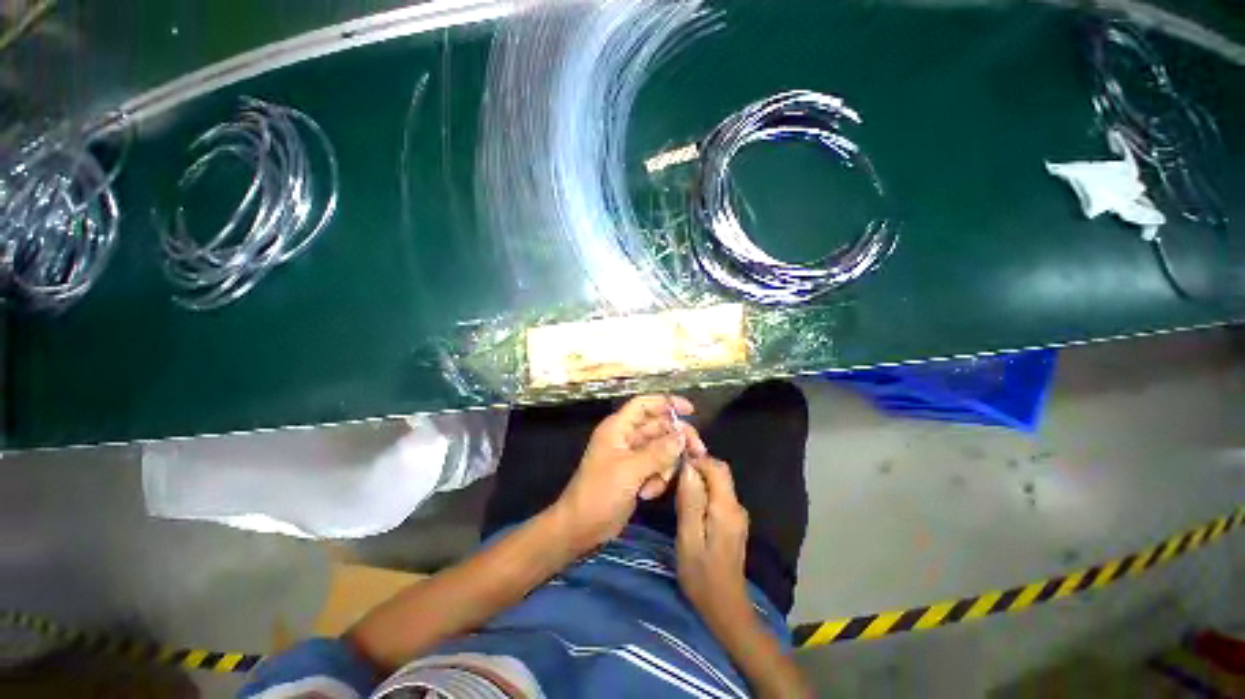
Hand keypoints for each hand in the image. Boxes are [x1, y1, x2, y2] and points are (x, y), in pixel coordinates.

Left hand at [552, 395, 706, 553]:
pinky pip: (658, 467)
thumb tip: (683, 436)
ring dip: (666, 465)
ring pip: (662, 448)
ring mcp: (632, 456)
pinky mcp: (636, 473)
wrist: (582, 527)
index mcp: (618, 427)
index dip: (667, 402)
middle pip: (659, 427)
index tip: (691, 410)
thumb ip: (658, 452)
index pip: (644, 405)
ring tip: (657, 483)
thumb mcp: (630, 470)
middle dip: (677, 439)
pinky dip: (658, 479)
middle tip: (698, 452)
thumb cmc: (600, 493)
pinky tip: (648, 493)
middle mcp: (626, 437)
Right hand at [676, 457, 752, 629]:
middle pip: (720, 471)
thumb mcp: (688, 539)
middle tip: (673, 472)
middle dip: (698, 465)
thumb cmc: (702, 576)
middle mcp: (737, 506)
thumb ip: (690, 501)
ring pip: (718, 482)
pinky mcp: (733, 521)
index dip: (697, 459)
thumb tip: (688, 467)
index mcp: (726, 508)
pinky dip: (703, 489)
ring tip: (676, 485)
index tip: (675, 461)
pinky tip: (688, 500)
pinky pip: (718, 494)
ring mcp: (737, 514)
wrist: (725, 608)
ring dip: (699, 477)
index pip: (716, 467)